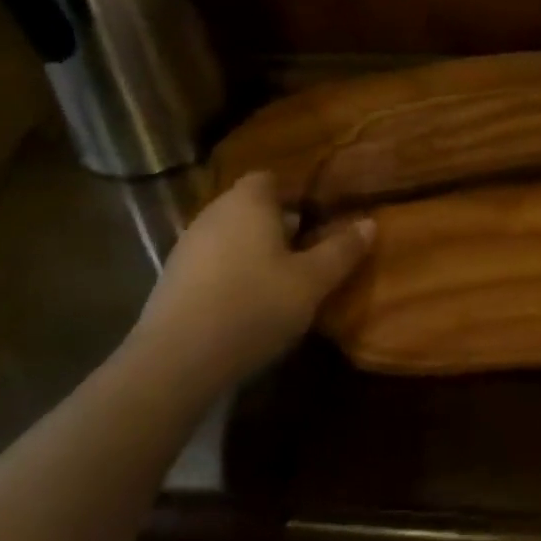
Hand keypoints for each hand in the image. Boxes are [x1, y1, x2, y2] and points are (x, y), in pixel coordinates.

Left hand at [129, 172, 372, 383]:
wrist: (176, 361)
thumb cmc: (253, 306)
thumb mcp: (312, 281)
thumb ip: (341, 250)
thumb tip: (370, 223)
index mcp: (248, 200)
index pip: (271, 178)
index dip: (295, 196)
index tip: (316, 221)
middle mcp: (214, 211)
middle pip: (251, 207)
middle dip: (277, 226)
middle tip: (305, 254)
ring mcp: (187, 245)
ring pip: (230, 236)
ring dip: (252, 252)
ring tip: (279, 283)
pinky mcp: (171, 279)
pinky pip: (211, 263)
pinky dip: (229, 274)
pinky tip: (244, 306)